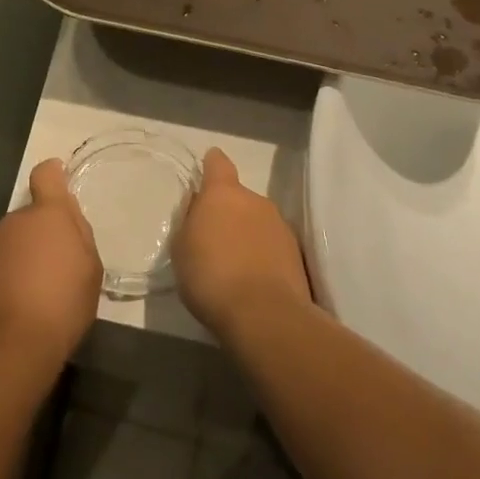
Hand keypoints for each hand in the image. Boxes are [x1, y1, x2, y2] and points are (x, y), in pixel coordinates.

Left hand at [0, 158, 101, 366]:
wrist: (13, 345)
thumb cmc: (64, 304)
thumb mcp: (90, 269)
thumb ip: (79, 234)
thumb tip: (66, 215)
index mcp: (48, 215)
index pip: (46, 176)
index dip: (52, 175)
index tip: (56, 180)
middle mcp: (14, 220)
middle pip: (28, 218)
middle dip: (38, 236)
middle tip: (52, 270)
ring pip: (8, 242)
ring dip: (18, 257)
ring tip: (29, 294)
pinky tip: (8, 305)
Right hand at [173, 148, 310, 335]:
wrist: (263, 315)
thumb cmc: (211, 276)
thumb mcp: (182, 248)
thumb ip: (191, 222)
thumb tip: (200, 211)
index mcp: (223, 194)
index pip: (218, 164)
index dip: (211, 164)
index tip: (208, 166)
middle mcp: (256, 201)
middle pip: (239, 197)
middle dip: (229, 212)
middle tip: (214, 239)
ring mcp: (280, 226)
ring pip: (258, 222)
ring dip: (248, 235)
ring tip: (235, 266)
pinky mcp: (297, 255)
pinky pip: (273, 247)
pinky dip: (263, 257)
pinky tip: (253, 281)